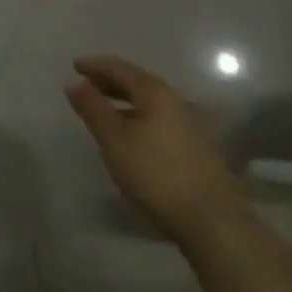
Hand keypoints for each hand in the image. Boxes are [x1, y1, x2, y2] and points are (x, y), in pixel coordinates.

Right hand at [66, 55, 246, 246]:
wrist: (217, 226)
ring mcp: (194, 128)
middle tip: (88, 86)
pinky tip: (135, 139)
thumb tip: (75, 82)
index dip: (95, 65)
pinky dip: (142, 120)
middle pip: (139, 83)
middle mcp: (178, 103)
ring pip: (152, 105)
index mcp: (156, 94)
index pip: (120, 68)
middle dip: (111, 83)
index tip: (74, 66)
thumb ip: (92, 108)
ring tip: (107, 114)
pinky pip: (163, 122)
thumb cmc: (157, 175)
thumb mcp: (114, 140)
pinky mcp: (202, 152)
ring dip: (127, 103)